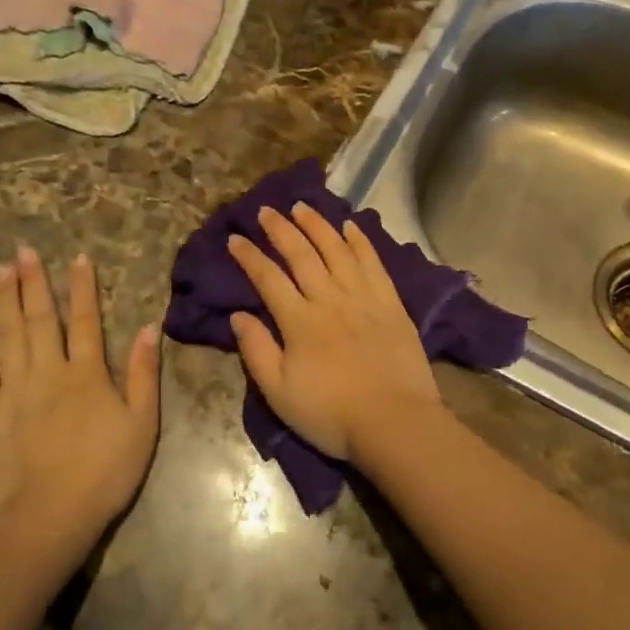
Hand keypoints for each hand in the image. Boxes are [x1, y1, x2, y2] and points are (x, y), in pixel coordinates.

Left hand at [0, 248, 159, 545]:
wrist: (48, 520)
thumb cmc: (104, 472)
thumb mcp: (142, 424)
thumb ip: (144, 374)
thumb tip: (148, 328)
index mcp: (86, 374)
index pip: (85, 320)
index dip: (83, 287)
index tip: (78, 257)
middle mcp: (48, 372)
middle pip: (40, 319)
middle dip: (34, 282)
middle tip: (24, 251)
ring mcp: (13, 391)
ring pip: (8, 335)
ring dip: (4, 300)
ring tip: (1, 270)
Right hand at [226, 204, 439, 462]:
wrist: (393, 421)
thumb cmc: (330, 414)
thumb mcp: (279, 393)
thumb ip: (257, 351)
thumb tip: (238, 315)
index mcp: (299, 321)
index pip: (268, 279)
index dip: (250, 257)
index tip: (235, 238)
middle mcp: (329, 299)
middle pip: (302, 255)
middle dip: (281, 230)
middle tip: (267, 209)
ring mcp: (363, 297)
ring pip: (337, 250)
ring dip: (318, 226)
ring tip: (303, 207)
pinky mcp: (390, 302)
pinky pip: (373, 263)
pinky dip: (361, 241)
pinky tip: (351, 226)